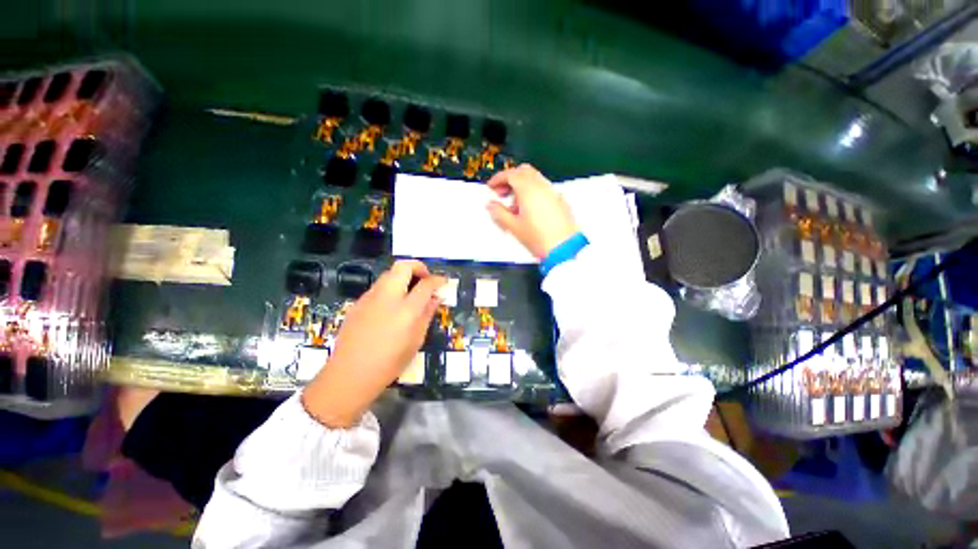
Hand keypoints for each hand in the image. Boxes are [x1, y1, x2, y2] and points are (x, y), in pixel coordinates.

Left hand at [302, 260, 444, 427]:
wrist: (350, 374)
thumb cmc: (390, 363)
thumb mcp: (416, 340)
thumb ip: (427, 314)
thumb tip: (436, 298)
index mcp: (406, 310)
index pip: (426, 284)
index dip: (438, 280)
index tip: (443, 281)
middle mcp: (387, 297)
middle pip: (403, 266)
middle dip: (418, 267)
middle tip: (425, 278)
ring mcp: (369, 298)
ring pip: (388, 274)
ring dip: (402, 277)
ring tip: (409, 292)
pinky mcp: (357, 303)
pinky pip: (377, 287)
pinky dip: (390, 288)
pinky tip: (391, 306)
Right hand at [486, 164, 579, 258]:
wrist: (564, 248)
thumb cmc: (540, 238)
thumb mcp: (513, 227)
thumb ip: (499, 213)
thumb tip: (491, 205)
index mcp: (528, 189)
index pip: (510, 174)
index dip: (498, 178)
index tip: (492, 186)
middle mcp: (542, 187)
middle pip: (524, 172)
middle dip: (510, 179)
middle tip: (502, 192)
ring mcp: (553, 193)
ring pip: (534, 180)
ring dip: (522, 186)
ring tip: (514, 206)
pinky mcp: (560, 202)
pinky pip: (543, 190)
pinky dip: (533, 193)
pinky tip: (528, 211)